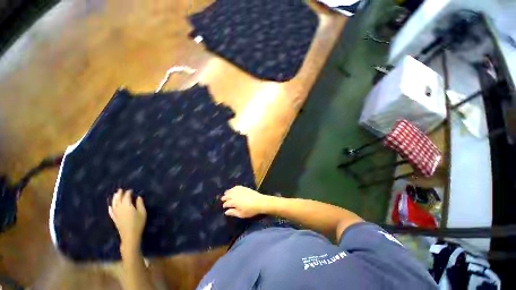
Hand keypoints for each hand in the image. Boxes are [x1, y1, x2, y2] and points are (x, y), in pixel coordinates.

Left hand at [109, 189, 146, 252]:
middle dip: (119, 194)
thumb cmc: (138, 223)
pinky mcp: (114, 219)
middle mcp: (120, 208)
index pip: (126, 197)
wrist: (130, 235)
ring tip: (115, 194)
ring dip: (114, 199)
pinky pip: (111, 211)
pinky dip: (110, 207)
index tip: (131, 190)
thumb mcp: (142, 212)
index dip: (128, 192)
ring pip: (113, 204)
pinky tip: (110, 206)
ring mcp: (116, 214)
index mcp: (127, 206)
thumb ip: (140, 204)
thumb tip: (138, 197)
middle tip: (120, 189)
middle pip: (118, 199)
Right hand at [221, 186, 271, 217]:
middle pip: (227, 195)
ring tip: (226, 194)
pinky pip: (236, 187)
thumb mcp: (241, 214)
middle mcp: (235, 195)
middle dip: (224, 198)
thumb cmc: (250, 210)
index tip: (224, 207)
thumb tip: (226, 212)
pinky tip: (233, 189)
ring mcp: (239, 190)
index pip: (226, 203)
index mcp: (233, 202)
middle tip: (223, 200)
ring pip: (231, 190)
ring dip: (228, 192)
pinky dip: (233, 188)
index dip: (224, 205)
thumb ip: (233, 212)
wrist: (260, 202)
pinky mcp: (244, 188)